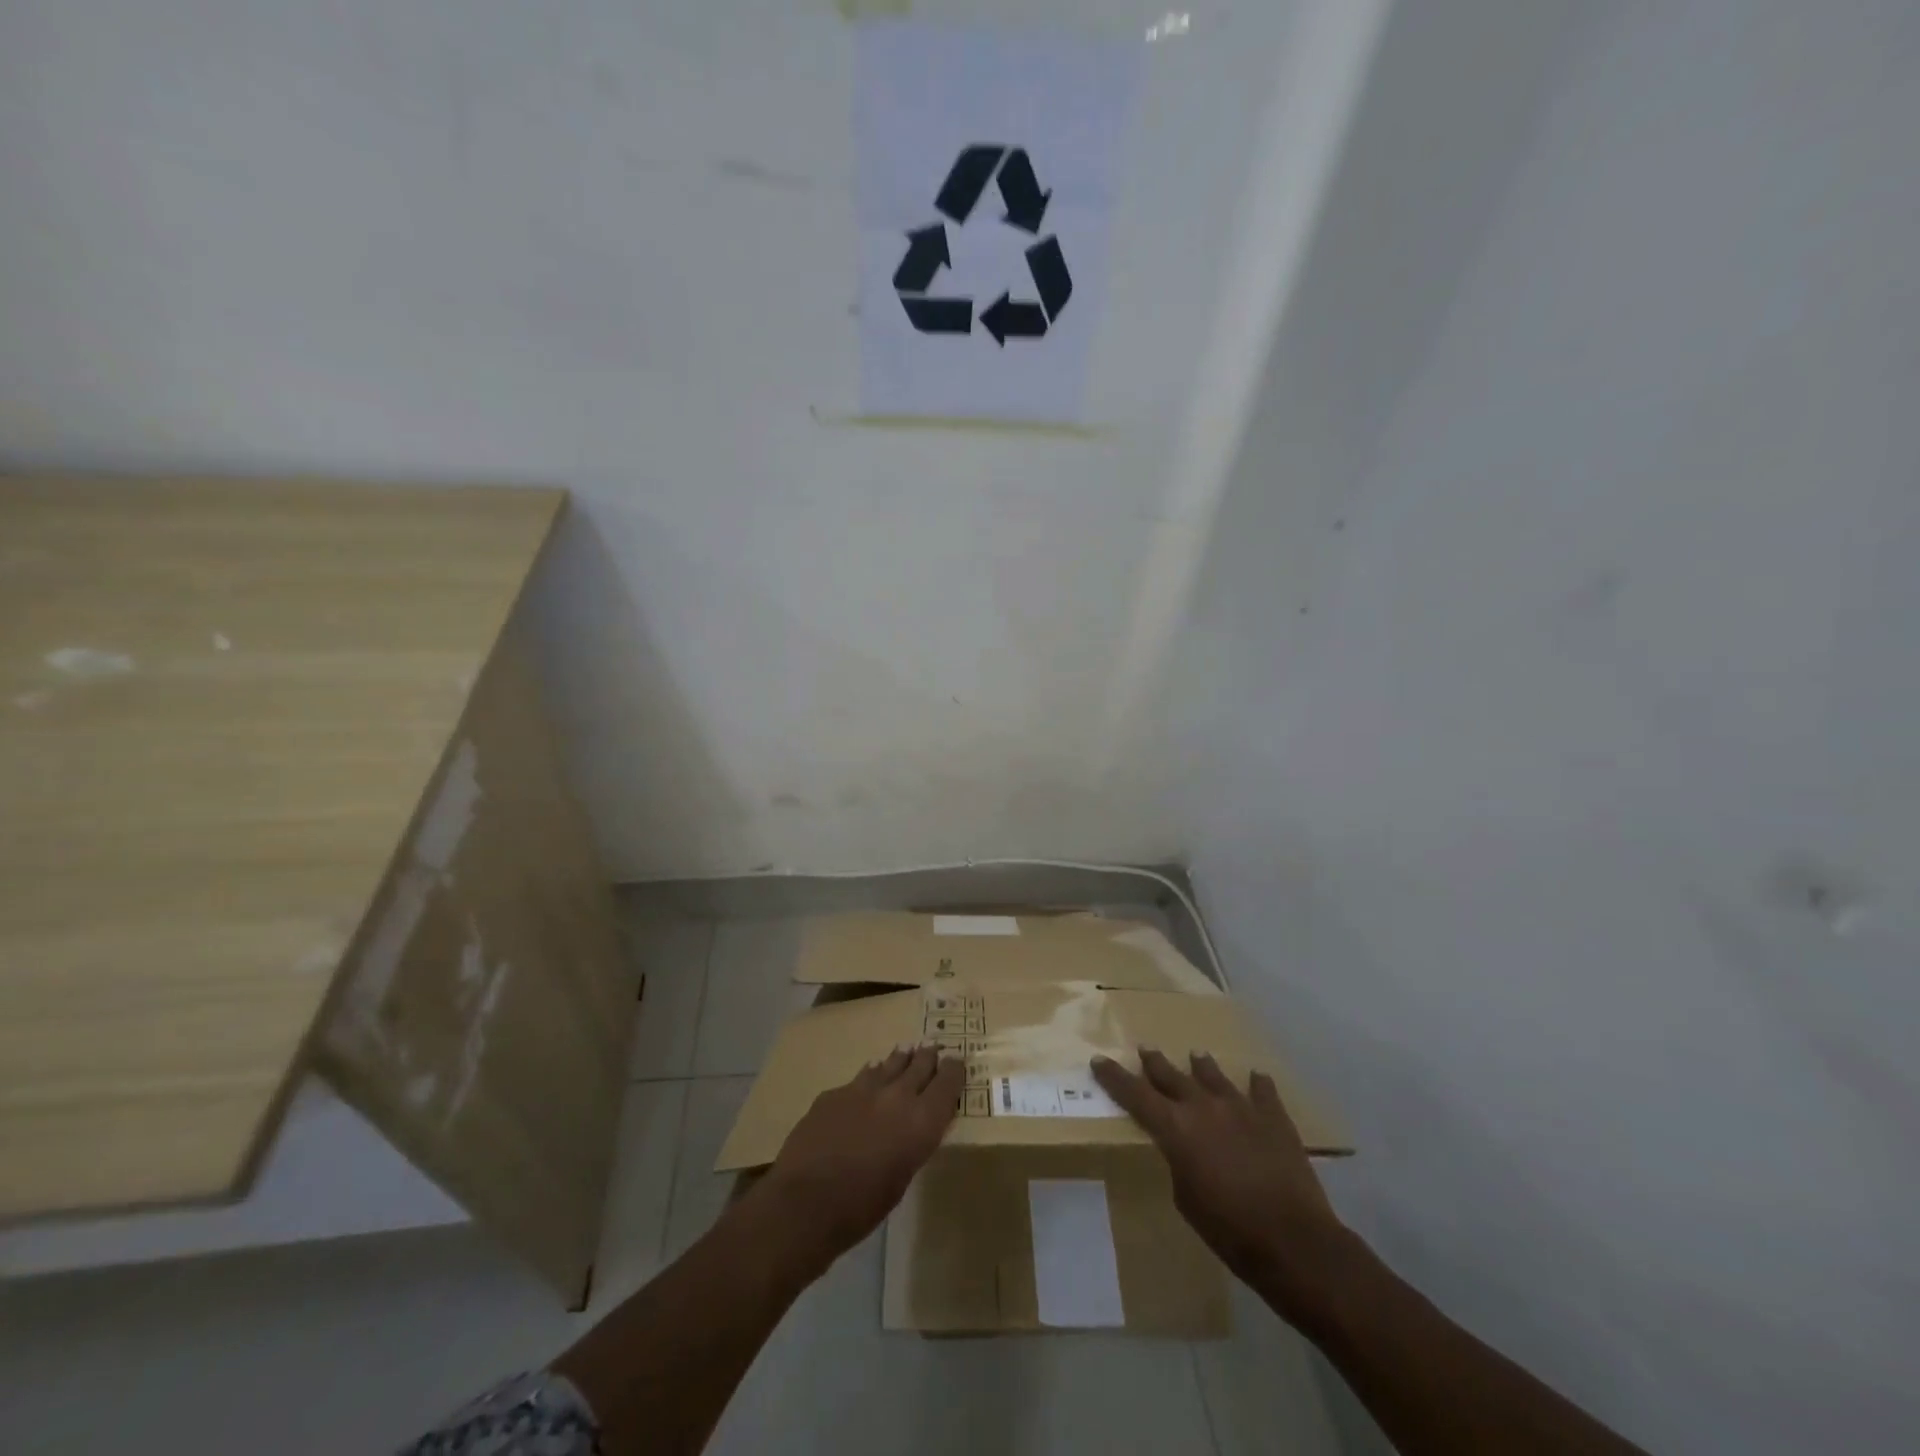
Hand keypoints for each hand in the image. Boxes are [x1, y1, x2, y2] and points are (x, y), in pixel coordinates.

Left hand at [759, 1045, 963, 1272]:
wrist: (805, 1202)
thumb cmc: (862, 1207)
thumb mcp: (902, 1178)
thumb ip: (912, 1143)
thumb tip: (911, 1128)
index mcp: (922, 1122)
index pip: (947, 1082)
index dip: (954, 1070)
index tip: (956, 1063)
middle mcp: (897, 1096)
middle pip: (920, 1065)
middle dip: (928, 1057)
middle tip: (933, 1049)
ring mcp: (863, 1089)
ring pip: (889, 1064)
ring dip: (900, 1060)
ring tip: (906, 1052)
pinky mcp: (835, 1092)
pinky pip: (860, 1078)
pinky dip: (870, 1078)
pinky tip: (867, 1082)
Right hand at [1092, 1047, 1352, 1319]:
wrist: (1294, 1241)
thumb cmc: (1230, 1231)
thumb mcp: (1186, 1200)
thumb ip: (1179, 1164)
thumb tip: (1185, 1150)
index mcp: (1176, 1129)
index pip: (1135, 1094)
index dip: (1114, 1077)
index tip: (1099, 1060)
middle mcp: (1204, 1107)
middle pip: (1171, 1076)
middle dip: (1155, 1063)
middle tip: (1144, 1049)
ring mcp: (1241, 1107)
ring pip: (1214, 1076)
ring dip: (1202, 1067)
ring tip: (1195, 1055)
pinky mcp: (1274, 1117)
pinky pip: (1263, 1092)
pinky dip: (1257, 1085)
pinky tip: (1257, 1077)